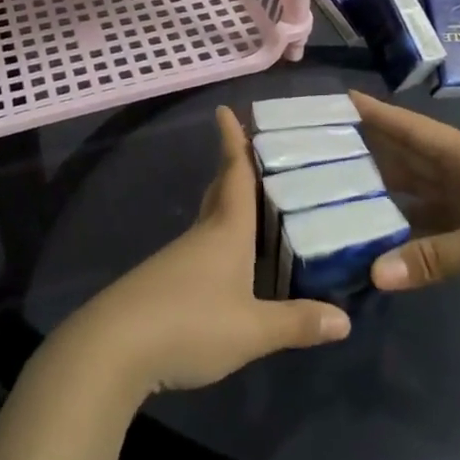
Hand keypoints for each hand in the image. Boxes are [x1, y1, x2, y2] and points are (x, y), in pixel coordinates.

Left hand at [59, 107, 350, 397]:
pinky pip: (200, 248)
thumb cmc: (190, 323)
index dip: (232, 141)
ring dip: (228, 205)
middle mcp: (202, 235)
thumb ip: (297, 323)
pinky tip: (229, 261)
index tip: (225, 109)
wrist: (113, 349)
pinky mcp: (164, 282)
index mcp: (226, 231)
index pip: (233, 174)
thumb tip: (346, 320)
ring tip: (255, 204)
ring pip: (209, 220)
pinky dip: (219, 239)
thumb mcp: (252, 330)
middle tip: (253, 150)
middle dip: (232, 167)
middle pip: (218, 191)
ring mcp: (178, 258)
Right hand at [353, 91, 459, 326]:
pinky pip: (435, 222)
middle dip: (372, 149)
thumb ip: (433, 258)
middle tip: (323, 147)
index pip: (414, 130)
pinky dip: (409, 227)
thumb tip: (374, 273)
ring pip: (421, 189)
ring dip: (387, 188)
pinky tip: (382, 234)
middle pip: (411, 157)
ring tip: (340, 186)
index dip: (378, 114)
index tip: (341, 100)